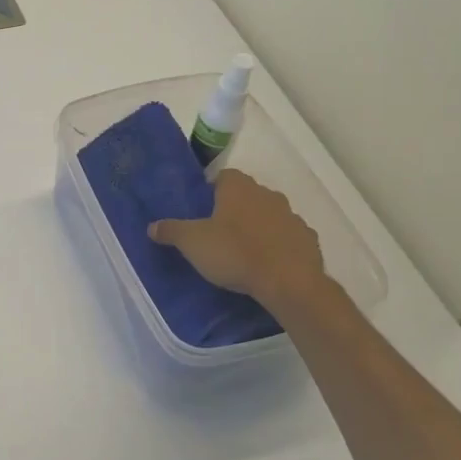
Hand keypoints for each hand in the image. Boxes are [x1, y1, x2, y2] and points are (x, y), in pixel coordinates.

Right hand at [148, 169, 335, 317]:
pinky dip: (279, 245)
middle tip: (218, 232)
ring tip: (243, 251)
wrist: (288, 282)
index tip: (202, 210)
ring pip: (269, 215)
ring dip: (258, 227)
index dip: (212, 190)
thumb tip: (152, 226)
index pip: (224, 176)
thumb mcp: (192, 243)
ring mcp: (291, 217)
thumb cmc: (234, 253)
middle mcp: (267, 194)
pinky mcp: (308, 240)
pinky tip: (268, 264)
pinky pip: (288, 237)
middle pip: (247, 195)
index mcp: (238, 188)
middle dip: (235, 209)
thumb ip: (171, 230)